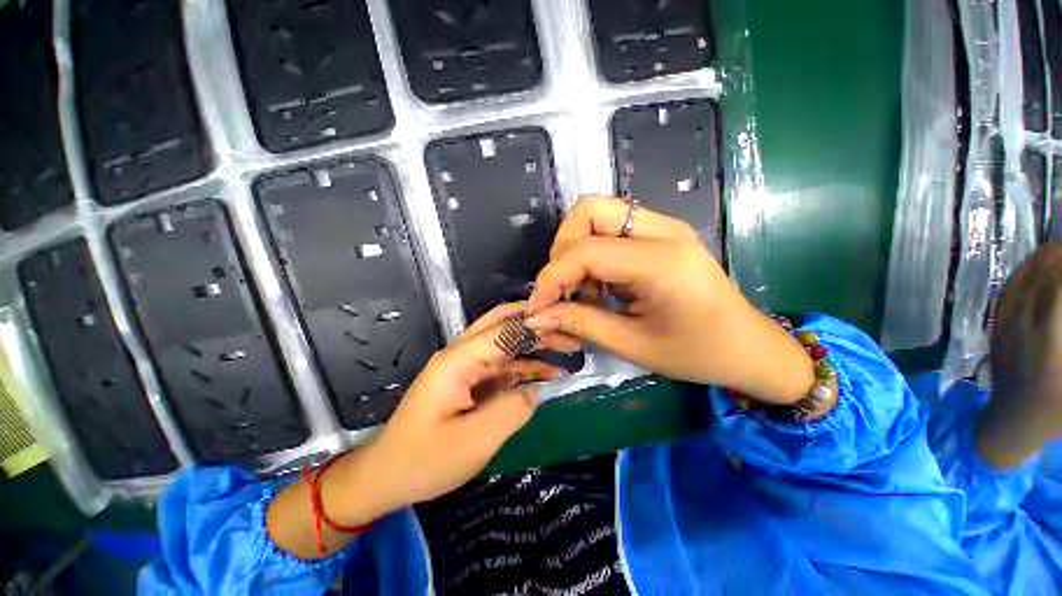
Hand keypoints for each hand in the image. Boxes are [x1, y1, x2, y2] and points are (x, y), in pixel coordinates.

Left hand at [361, 303, 576, 510]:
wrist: (386, 476)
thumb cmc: (424, 461)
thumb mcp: (474, 441)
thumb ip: (512, 409)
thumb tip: (536, 389)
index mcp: (459, 360)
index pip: (504, 329)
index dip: (537, 323)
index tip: (568, 321)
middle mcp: (462, 354)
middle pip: (504, 324)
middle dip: (537, 324)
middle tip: (570, 330)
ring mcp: (465, 366)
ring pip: (506, 343)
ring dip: (535, 343)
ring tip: (568, 348)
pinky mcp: (468, 380)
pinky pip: (502, 365)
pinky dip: (525, 366)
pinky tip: (547, 373)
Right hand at [526, 196, 813, 403]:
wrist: (748, 347)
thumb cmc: (697, 353)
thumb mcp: (633, 345)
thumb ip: (580, 323)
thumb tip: (536, 316)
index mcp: (661, 262)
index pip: (586, 251)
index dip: (552, 276)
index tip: (538, 306)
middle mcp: (662, 230)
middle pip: (589, 210)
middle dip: (563, 247)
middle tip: (563, 288)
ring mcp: (664, 226)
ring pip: (598, 212)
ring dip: (576, 248)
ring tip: (583, 289)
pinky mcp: (661, 233)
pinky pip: (611, 226)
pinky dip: (592, 250)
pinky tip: (600, 283)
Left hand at [978, 243, 1061, 468]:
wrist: (1010, 424)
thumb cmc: (1055, 412)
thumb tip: (1060, 305)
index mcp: (1049, 343)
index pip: (1057, 292)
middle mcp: (1022, 329)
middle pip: (1040, 283)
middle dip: (1059, 259)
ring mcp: (1004, 329)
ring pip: (1020, 285)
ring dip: (1040, 263)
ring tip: (1057, 248)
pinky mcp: (995, 332)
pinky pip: (1006, 296)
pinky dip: (1021, 277)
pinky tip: (1032, 267)